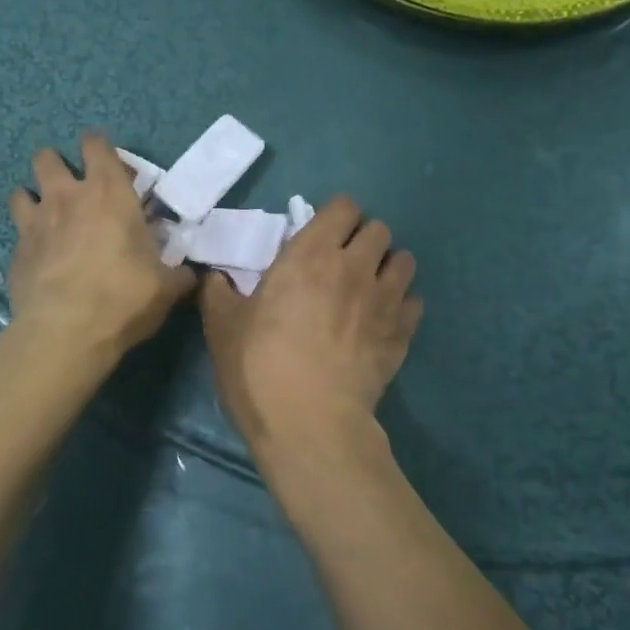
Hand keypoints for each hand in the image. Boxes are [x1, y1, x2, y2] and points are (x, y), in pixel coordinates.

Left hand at [8, 134, 196, 355]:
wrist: (66, 330)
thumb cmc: (124, 297)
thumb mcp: (165, 287)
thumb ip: (177, 273)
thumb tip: (189, 274)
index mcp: (109, 193)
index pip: (96, 144)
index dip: (98, 146)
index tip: (107, 162)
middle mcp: (66, 197)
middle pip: (47, 158)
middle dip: (56, 165)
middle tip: (72, 188)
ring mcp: (35, 222)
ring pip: (21, 191)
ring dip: (33, 199)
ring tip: (46, 218)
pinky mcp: (15, 252)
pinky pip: (17, 233)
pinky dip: (27, 239)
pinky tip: (39, 257)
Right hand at [200, 195, 421, 448]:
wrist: (309, 422)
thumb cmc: (259, 366)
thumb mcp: (221, 325)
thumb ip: (218, 292)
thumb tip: (216, 278)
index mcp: (310, 254)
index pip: (343, 207)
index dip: (334, 217)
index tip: (320, 236)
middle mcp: (355, 267)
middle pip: (379, 229)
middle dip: (363, 239)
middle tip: (342, 264)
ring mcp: (385, 300)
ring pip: (404, 261)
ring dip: (387, 267)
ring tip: (368, 288)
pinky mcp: (402, 334)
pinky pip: (414, 302)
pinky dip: (401, 305)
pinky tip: (382, 322)